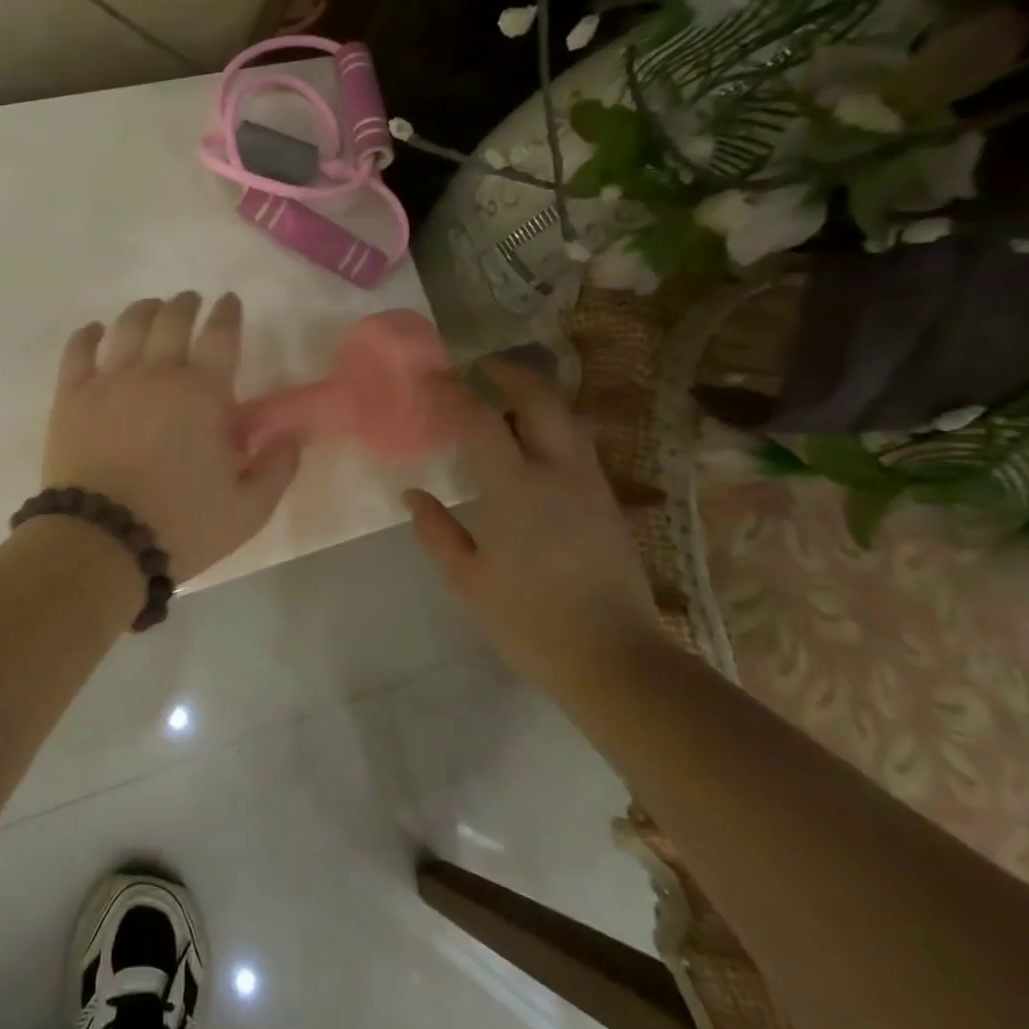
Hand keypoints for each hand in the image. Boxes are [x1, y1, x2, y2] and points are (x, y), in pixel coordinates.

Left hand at [41, 292, 299, 581]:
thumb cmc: (181, 526)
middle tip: (192, 301)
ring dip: (145, 310)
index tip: (230, 302)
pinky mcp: (71, 396)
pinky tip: (95, 331)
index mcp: (203, 394)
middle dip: (187, 304)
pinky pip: (78, 350)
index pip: (221, 336)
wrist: (102, 542)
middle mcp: (157, 374)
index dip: (228, 313)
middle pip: (173, 319)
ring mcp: (110, 381)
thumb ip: (277, 467)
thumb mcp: (249, 510)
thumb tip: (292, 433)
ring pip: (128, 326)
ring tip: (152, 308)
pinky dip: (88, 334)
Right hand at [402, 360, 665, 691]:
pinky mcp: (609, 503)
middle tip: (483, 369)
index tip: (436, 380)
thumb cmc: (529, 621)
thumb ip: (436, 532)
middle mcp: (559, 473)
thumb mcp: (468, 580)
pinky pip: (578, 447)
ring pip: (568, 419)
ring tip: (508, 404)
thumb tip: (414, 496)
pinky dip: (553, 429)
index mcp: (516, 490)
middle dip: (511, 374)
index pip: (482, 420)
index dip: (456, 393)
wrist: (615, 658)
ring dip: (537, 399)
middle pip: (541, 400)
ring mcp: (591, 486)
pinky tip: (534, 449)